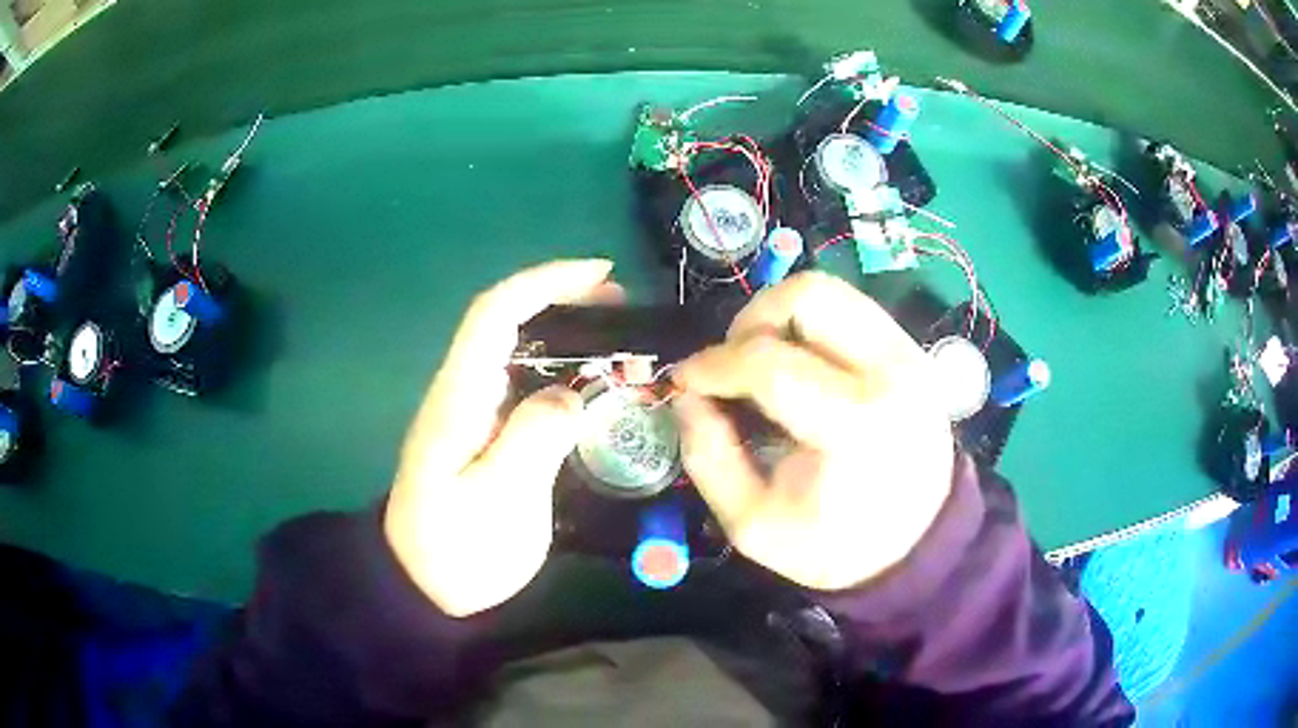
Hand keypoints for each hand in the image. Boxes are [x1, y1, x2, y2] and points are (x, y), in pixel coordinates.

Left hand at [384, 260, 618, 616]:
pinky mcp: (482, 435)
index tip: (600, 273)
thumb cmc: (456, 549)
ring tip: (618, 342)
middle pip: (505, 321)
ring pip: (516, 351)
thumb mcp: (498, 503)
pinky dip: (561, 372)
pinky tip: (591, 390)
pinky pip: (523, 385)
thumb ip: (532, 441)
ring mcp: (471, 413)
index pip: (494, 314)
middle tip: (622, 309)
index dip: (545, 282)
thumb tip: (572, 394)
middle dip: (562, 299)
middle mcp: (462, 392)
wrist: (421, 585)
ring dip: (565, 334)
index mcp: (459, 398)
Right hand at [672, 272, 954, 591]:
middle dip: (751, 320)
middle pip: (808, 296)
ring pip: (830, 290)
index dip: (713, 365)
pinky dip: (808, 324)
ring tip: (760, 360)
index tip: (683, 381)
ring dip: (779, 314)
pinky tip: (797, 365)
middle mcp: (891, 371)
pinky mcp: (911, 349)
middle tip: (732, 364)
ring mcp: (908, 353)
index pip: (770, 364)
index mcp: (856, 426)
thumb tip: (686, 396)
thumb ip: (708, 458)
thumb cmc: (837, 546)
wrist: (920, 543)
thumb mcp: (754, 524)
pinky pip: (848, 309)